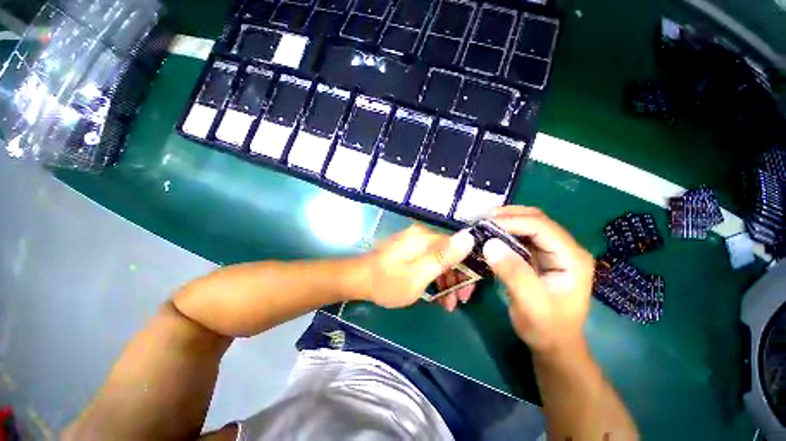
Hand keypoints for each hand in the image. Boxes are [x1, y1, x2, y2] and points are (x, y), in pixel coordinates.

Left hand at [352, 225, 475, 308]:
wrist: (359, 281)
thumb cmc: (388, 282)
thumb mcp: (418, 274)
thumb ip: (443, 257)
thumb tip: (469, 237)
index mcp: (426, 237)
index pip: (459, 246)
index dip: (469, 268)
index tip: (469, 291)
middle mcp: (422, 235)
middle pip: (451, 254)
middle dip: (458, 278)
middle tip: (459, 301)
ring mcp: (415, 243)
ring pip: (441, 260)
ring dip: (448, 281)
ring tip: (448, 304)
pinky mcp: (411, 251)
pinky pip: (430, 262)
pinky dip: (436, 278)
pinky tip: (438, 295)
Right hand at [483, 207, 593, 354]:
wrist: (554, 345)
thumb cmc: (546, 327)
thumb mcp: (530, 303)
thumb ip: (513, 273)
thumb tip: (490, 243)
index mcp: (571, 258)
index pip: (542, 227)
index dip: (513, 221)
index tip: (485, 224)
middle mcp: (565, 249)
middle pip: (537, 220)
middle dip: (509, 216)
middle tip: (482, 219)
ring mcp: (553, 252)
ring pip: (528, 225)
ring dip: (506, 221)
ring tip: (483, 223)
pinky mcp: (540, 257)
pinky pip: (521, 237)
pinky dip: (505, 232)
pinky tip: (491, 234)